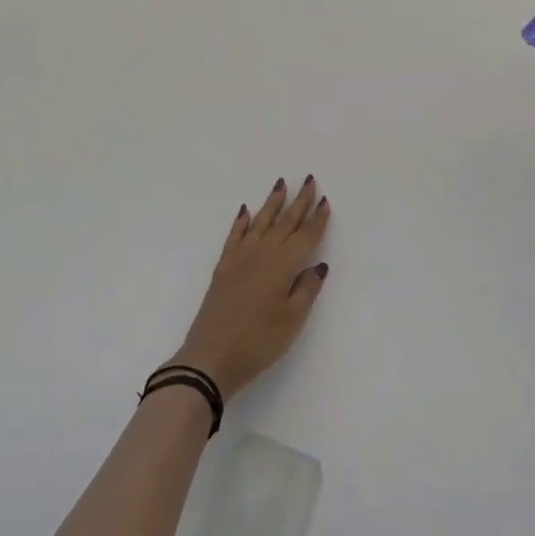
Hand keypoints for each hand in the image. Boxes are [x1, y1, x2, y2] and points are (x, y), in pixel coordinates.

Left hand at [171, 177, 330, 397]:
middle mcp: (263, 253)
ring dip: (272, 202)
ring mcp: (240, 257)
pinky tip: (246, 210)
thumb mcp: (292, 320)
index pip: (305, 236)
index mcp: (283, 265)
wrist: (211, 356)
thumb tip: (317, 265)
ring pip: (261, 221)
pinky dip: (242, 220)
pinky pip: (235, 234)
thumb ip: (306, 289)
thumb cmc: (259, 342)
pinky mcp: (224, 266)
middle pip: (285, 222)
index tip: (324, 199)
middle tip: (307, 179)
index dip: (316, 219)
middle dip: (298, 201)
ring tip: (280, 183)